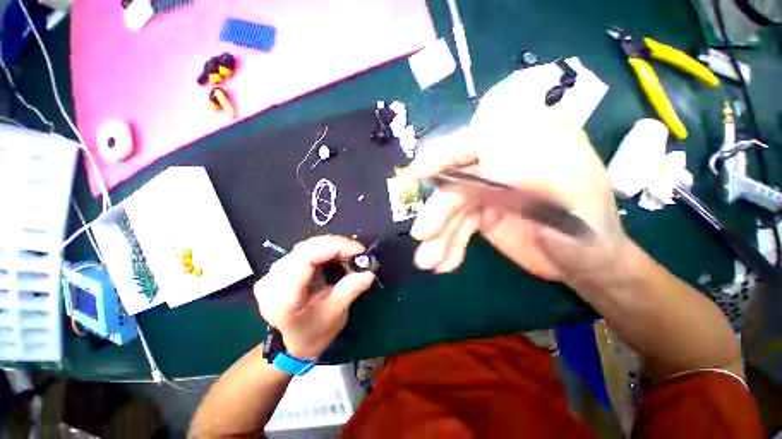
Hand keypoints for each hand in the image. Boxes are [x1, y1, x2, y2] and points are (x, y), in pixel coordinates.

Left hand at [253, 236, 375, 359]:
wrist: (289, 345)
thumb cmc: (312, 334)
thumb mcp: (334, 315)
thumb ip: (350, 290)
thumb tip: (369, 272)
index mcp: (282, 297)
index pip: (307, 257)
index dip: (335, 247)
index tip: (359, 251)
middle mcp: (272, 280)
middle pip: (307, 248)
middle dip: (337, 245)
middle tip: (358, 253)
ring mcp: (272, 273)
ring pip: (306, 246)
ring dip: (332, 247)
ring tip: (349, 255)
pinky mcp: (279, 269)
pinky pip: (305, 250)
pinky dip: (325, 250)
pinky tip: (336, 257)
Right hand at [407, 118, 628, 285]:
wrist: (586, 267)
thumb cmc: (590, 233)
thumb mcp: (576, 203)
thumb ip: (539, 175)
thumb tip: (490, 157)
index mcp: (530, 149)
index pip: (480, 142)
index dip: (446, 154)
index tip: (419, 172)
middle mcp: (503, 165)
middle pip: (458, 183)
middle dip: (438, 211)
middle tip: (423, 237)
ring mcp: (489, 191)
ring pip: (453, 210)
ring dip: (439, 236)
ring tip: (429, 262)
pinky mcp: (481, 213)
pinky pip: (457, 227)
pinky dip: (448, 244)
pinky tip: (444, 263)